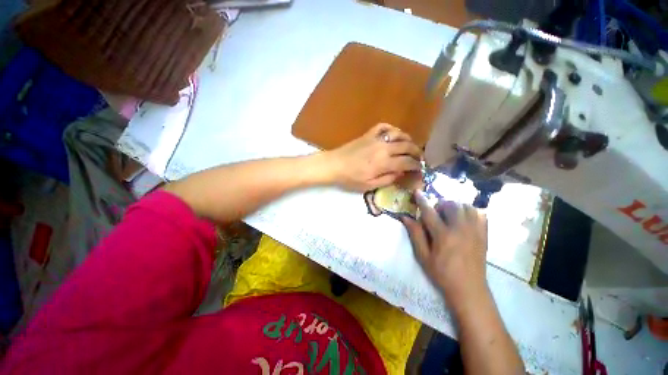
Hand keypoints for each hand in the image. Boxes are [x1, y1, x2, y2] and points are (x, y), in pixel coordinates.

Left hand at [325, 123, 421, 191]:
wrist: (334, 165)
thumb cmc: (350, 178)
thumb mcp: (369, 185)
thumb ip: (388, 179)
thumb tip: (401, 173)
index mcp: (384, 163)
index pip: (407, 162)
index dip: (416, 165)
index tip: (419, 168)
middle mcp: (384, 148)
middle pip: (407, 146)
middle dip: (417, 152)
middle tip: (418, 158)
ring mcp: (376, 139)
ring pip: (399, 134)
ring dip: (408, 140)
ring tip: (410, 146)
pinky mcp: (368, 134)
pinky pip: (384, 126)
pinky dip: (392, 129)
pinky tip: (394, 135)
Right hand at [401, 192, 488, 311]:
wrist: (469, 289)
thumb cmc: (442, 273)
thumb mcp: (423, 256)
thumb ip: (415, 234)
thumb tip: (406, 217)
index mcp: (443, 235)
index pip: (430, 212)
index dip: (422, 200)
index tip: (417, 191)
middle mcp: (460, 229)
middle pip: (451, 205)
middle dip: (441, 204)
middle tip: (436, 214)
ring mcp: (475, 231)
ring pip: (467, 206)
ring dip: (456, 206)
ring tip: (450, 215)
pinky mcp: (484, 235)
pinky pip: (480, 215)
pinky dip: (471, 212)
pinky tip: (464, 219)